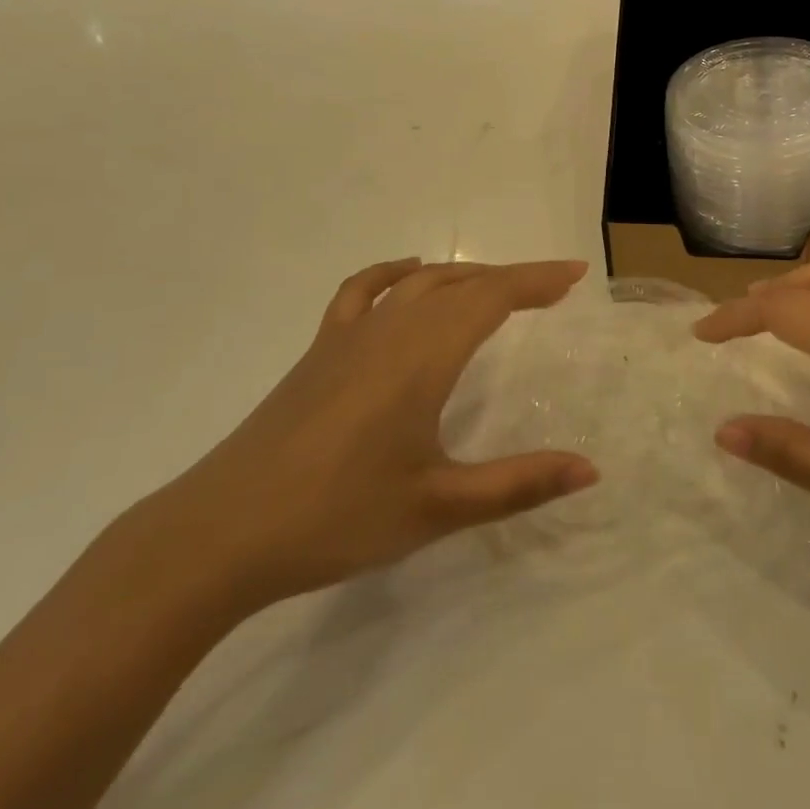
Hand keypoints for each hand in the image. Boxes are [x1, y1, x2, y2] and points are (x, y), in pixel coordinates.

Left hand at [146, 259, 598, 615]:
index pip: (492, 297)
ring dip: (466, 277)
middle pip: (462, 283)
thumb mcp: (438, 507)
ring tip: (498, 289)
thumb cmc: (336, 518)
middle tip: (553, 289)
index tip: (576, 273)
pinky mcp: (319, 352)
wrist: (219, 534)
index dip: (537, 280)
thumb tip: (590, 470)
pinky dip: (395, 275)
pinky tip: (409, 278)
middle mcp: (390, 331)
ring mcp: (348, 337)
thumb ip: (518, 484)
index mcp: (422, 357)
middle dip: (512, 279)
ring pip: (419, 284)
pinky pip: (363, 292)